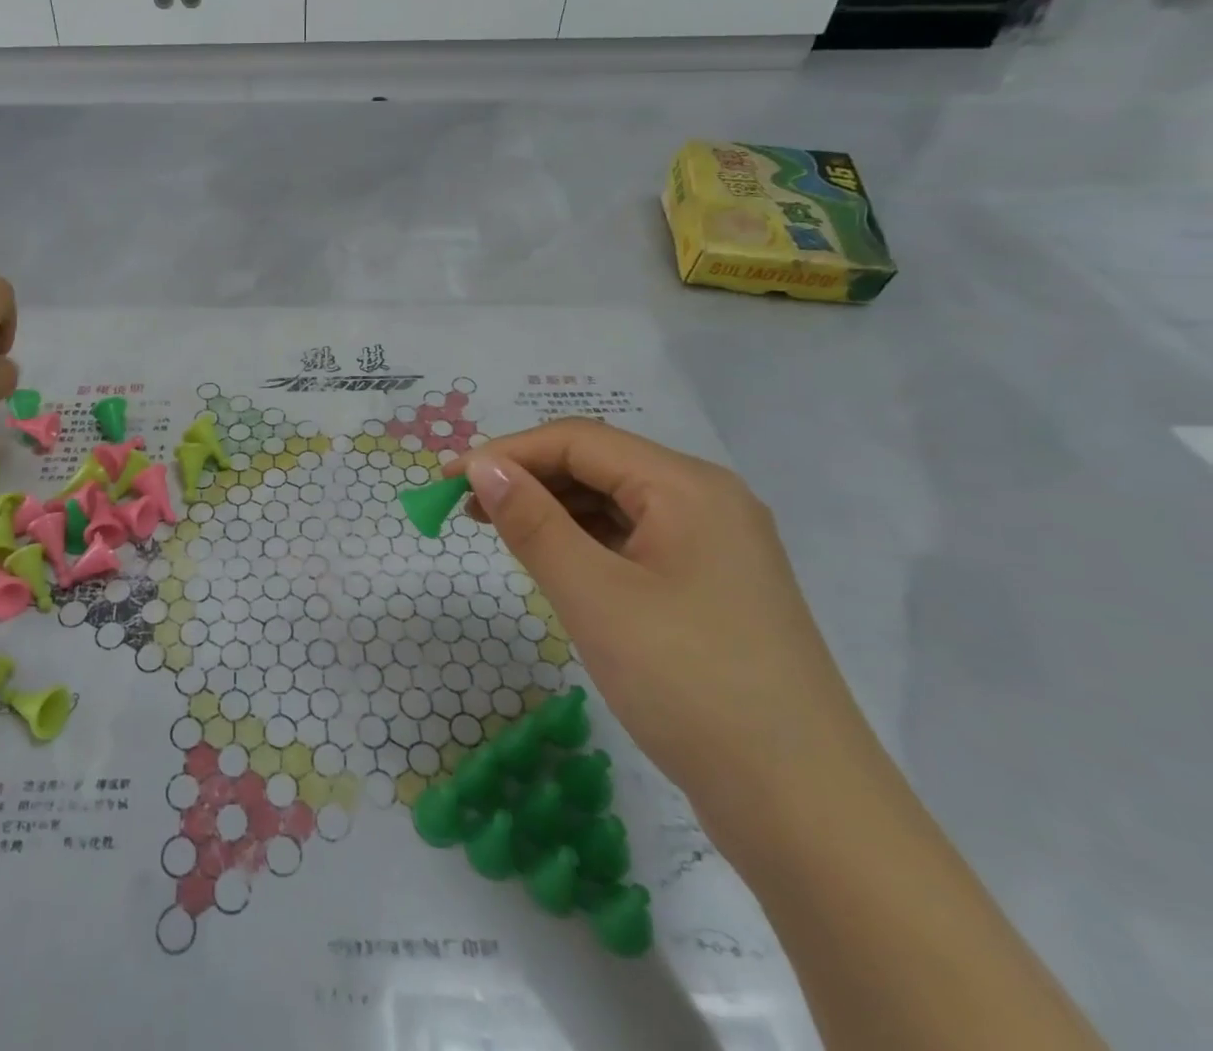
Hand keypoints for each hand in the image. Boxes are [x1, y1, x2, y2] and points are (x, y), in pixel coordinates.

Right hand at [453, 420, 878, 835]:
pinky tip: (553, 562)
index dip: (508, 452)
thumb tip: (482, 466)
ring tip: (497, 529)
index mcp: (688, 486)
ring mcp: (714, 546)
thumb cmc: (690, 686)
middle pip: (599, 465)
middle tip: (465, 506)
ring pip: (615, 504)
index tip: (449, 479)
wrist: (806, 813)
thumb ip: (533, 522)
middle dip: (529, 478)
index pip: (580, 441)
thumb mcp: (595, 596)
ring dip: (552, 509)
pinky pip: (633, 541)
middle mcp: (706, 501)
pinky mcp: (710, 588)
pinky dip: (584, 542)